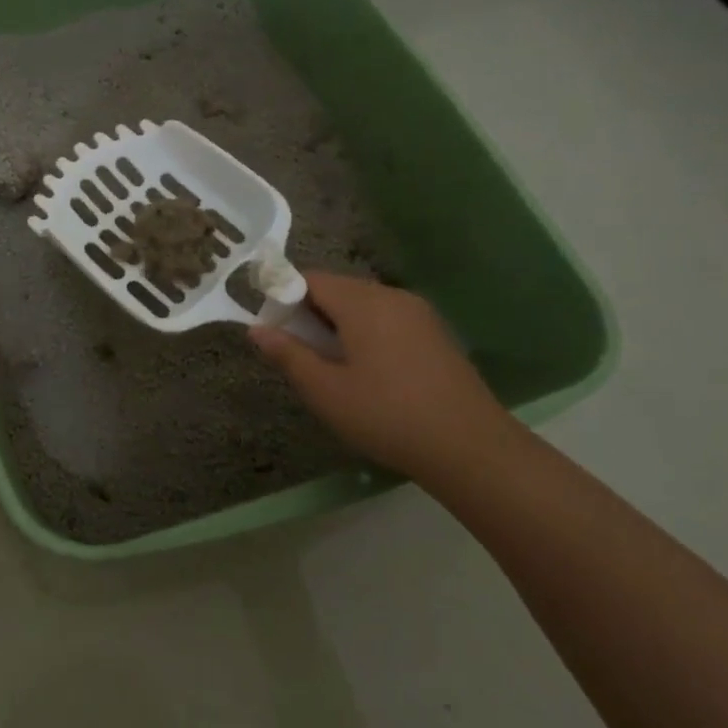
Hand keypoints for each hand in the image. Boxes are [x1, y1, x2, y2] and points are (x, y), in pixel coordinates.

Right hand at [250, 272, 519, 483]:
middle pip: (337, 289)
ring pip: (363, 305)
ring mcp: (419, 313)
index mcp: (362, 303)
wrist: (471, 448)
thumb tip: (256, 329)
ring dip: (337, 325)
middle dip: (310, 314)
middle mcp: (391, 296)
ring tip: (330, 367)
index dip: (283, 299)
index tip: (275, 333)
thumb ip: (288, 355)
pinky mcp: (435, 333)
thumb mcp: (325, 390)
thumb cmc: (386, 416)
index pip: (309, 279)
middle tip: (299, 355)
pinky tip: (367, 372)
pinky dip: (365, 333)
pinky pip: (387, 319)